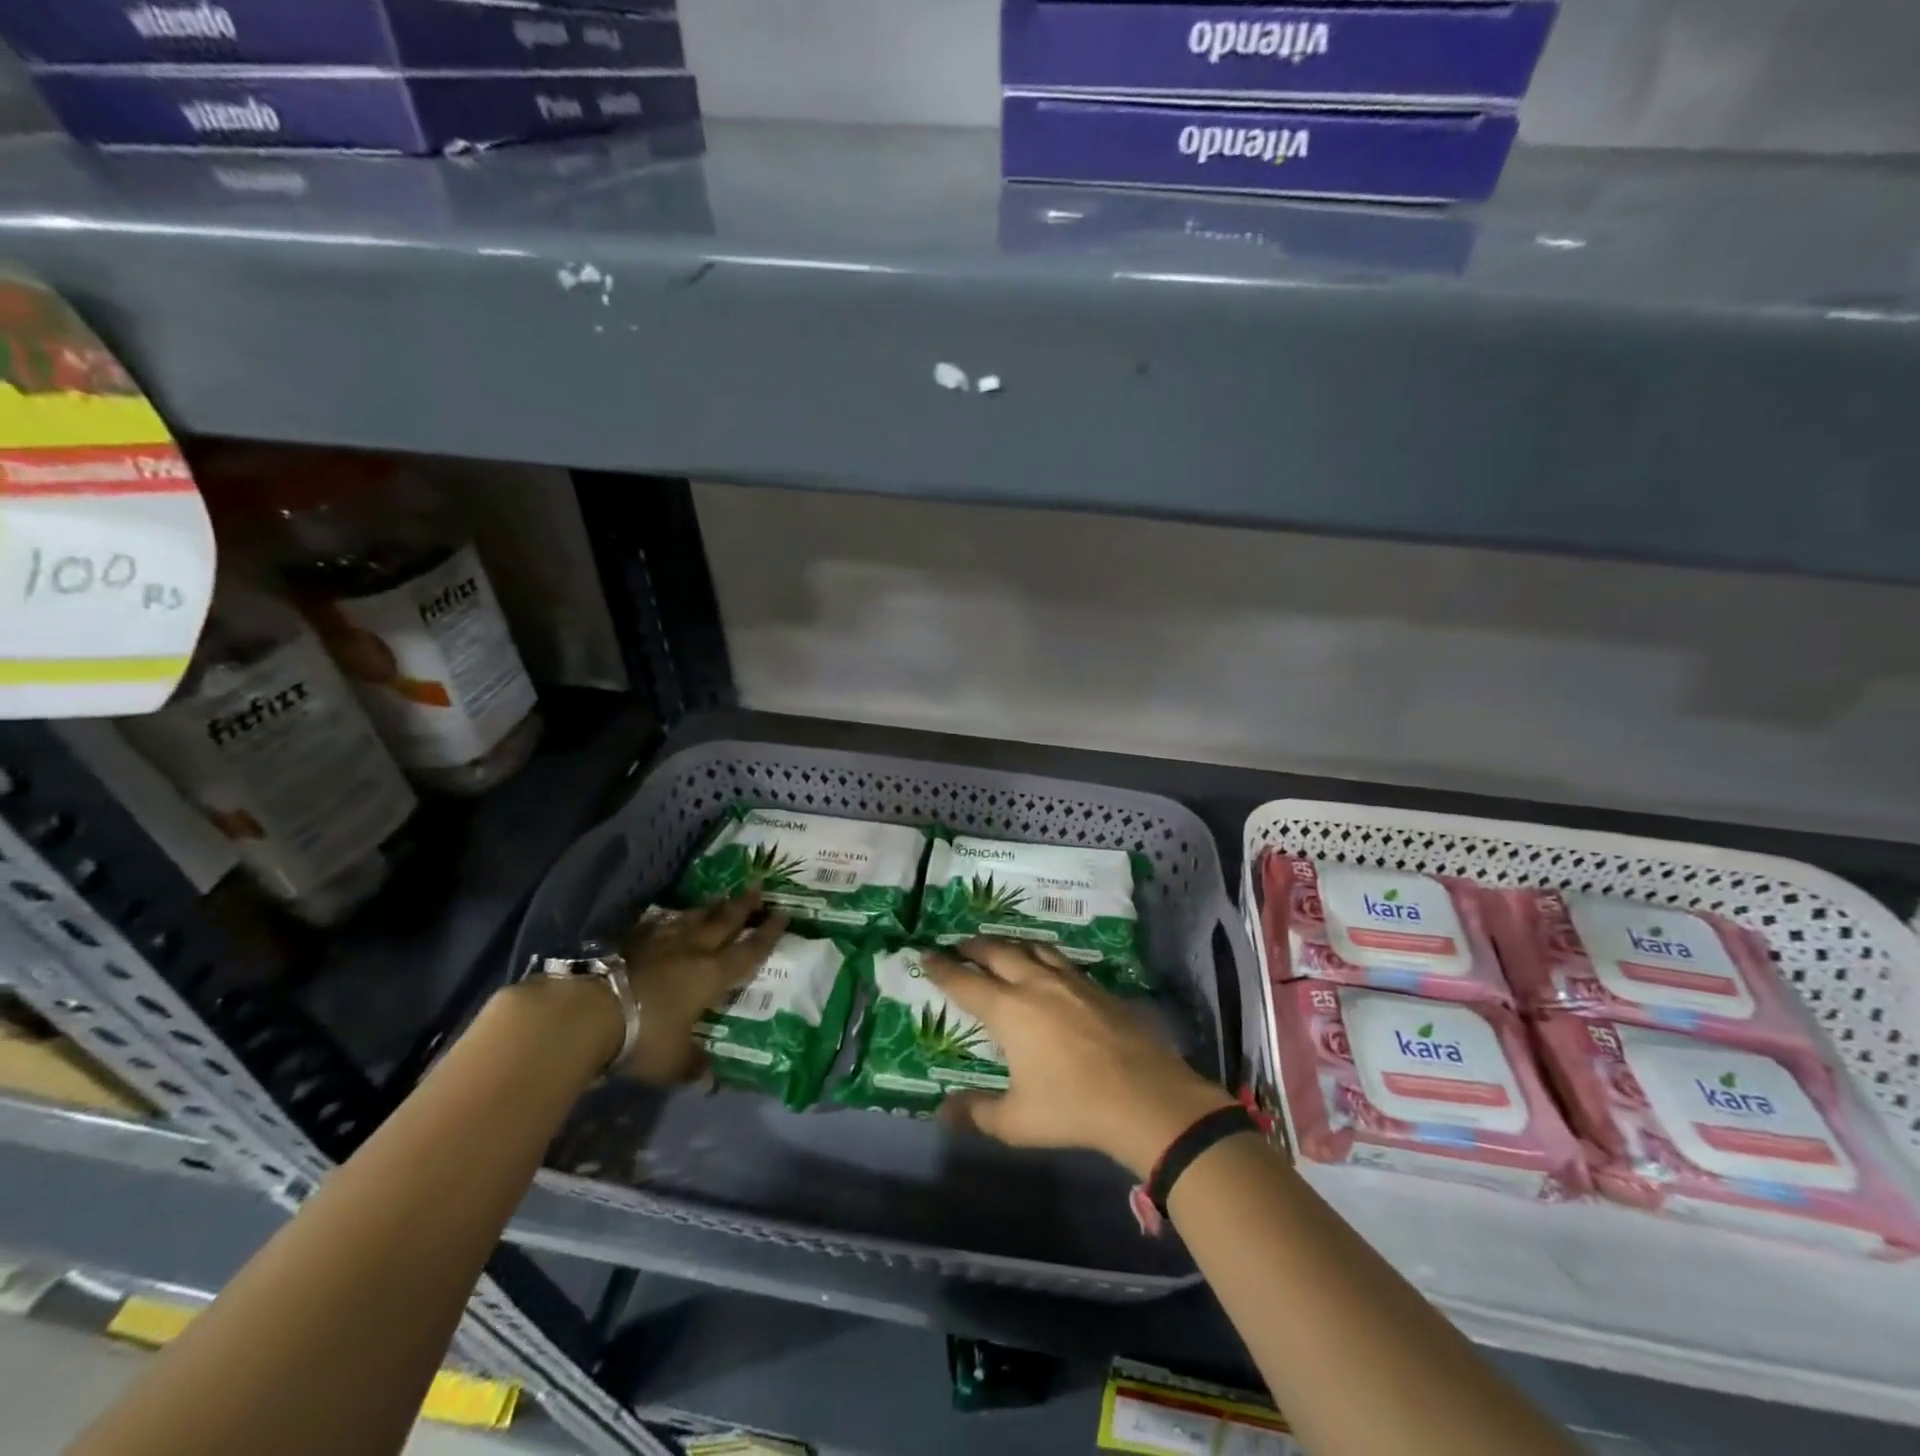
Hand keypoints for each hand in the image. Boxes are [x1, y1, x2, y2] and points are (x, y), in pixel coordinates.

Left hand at [613, 891, 788, 1084]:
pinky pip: (656, 924)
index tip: (783, 915)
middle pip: (724, 923)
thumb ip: (693, 1065)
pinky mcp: (629, 940)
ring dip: (709, 907)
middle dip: (743, 906)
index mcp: (711, 976)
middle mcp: (692, 951)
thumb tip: (710, 1080)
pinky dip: (667, 919)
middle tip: (758, 887)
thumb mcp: (673, 1061)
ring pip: (692, 918)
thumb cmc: (642, 1036)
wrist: (588, 1010)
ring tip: (721, 896)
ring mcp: (659, 942)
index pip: (748, 952)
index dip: (767, 935)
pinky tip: (667, 917)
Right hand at [924, 938, 1235, 1178]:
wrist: (1145, 1096)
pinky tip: (1046, 965)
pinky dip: (1042, 954)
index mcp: (1009, 1011)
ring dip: (1009, 943)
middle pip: (997, 952)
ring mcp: (1070, 981)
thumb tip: (943, 1111)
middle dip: (973, 945)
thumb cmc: (1073, 1107)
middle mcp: (1035, 984)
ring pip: (1032, 947)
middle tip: (958, 945)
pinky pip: (1060, 959)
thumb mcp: (1018, 1121)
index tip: (925, 954)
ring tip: (999, 947)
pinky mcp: (1097, 986)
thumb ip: (978, 1113)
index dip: (942, 968)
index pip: (965, 981)